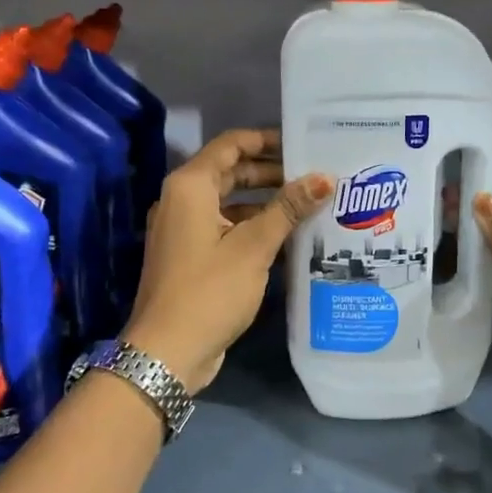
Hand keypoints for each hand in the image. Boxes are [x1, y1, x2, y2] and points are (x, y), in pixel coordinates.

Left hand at [121, 128, 330, 392]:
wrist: (166, 353)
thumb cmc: (209, 290)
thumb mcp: (253, 247)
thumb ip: (288, 209)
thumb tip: (325, 177)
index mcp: (190, 186)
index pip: (231, 145)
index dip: (266, 140)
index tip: (302, 143)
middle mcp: (182, 200)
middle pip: (230, 172)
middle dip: (271, 172)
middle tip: (314, 176)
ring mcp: (183, 229)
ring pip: (229, 202)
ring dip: (265, 201)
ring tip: (308, 205)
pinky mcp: (190, 256)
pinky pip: (225, 227)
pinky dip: (252, 226)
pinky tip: (287, 237)